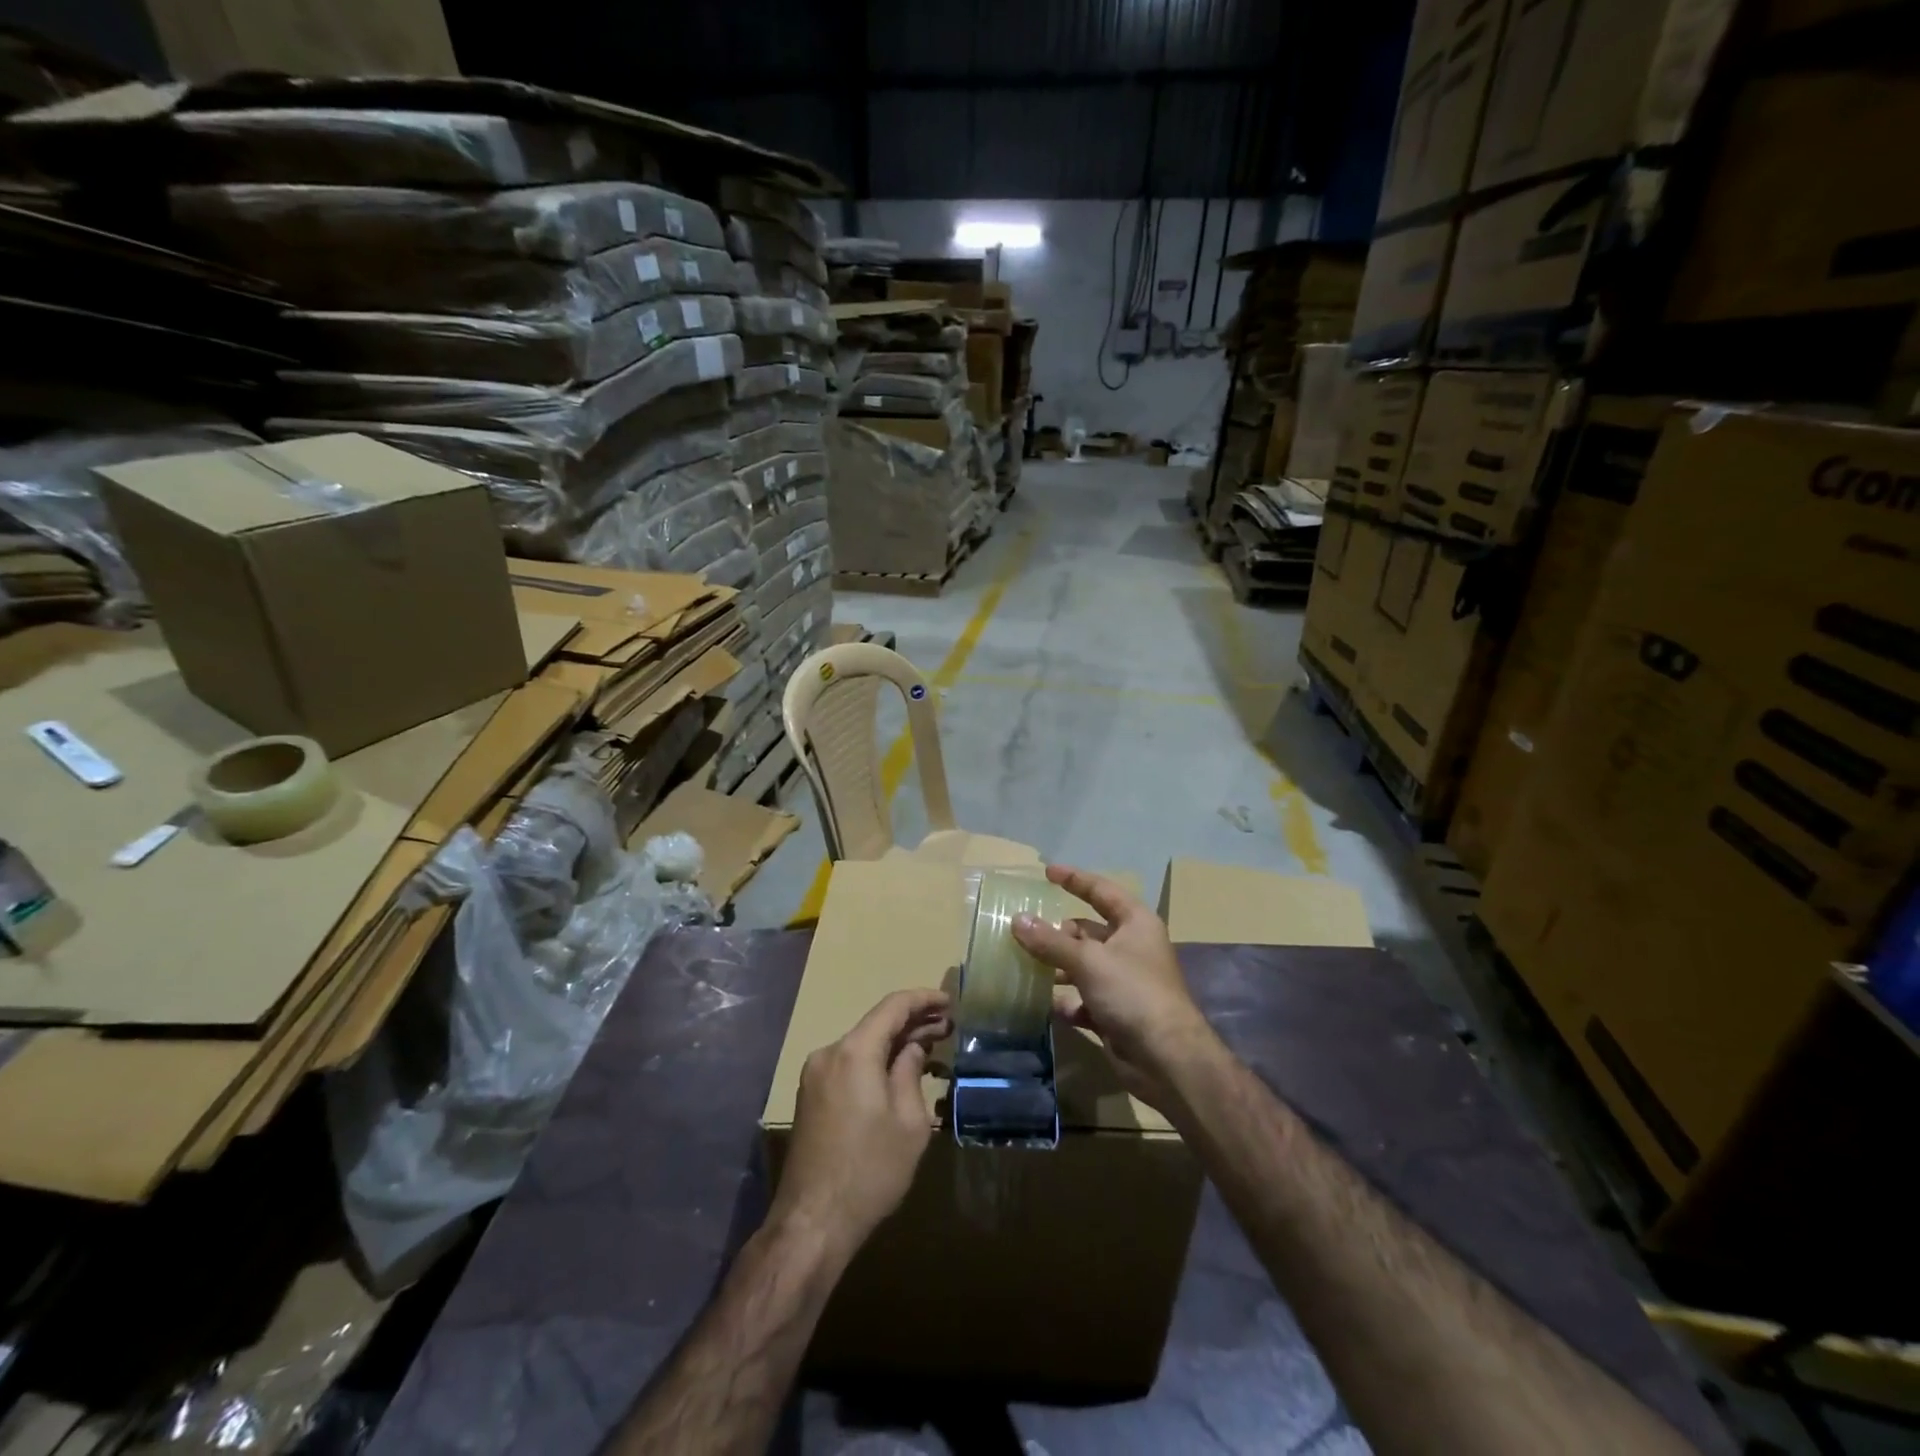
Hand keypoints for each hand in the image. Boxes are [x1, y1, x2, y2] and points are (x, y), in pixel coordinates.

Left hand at [770, 988, 950, 1260]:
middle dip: (913, 1022)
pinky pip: (850, 1063)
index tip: (950, 1002)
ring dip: (894, 1042)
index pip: (893, 1007)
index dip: (924, 1000)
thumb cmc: (870, 1171)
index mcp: (854, 1051)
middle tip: (948, 1028)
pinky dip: (876, 1060)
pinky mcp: (811, 1096)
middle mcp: (829, 1053)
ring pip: (862, 1044)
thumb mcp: (908, 1122)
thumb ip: (910, 1073)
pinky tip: (898, 1071)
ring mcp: (815, 1074)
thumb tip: (913, 1048)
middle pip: (876, 1024)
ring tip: (929, 1047)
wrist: (812, 1223)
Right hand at [1011, 865, 1216, 1111]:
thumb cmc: (1133, 993)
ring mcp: (1123, 981)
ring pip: (1082, 965)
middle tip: (1023, 930)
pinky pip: (1083, 998)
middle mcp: (1131, 947)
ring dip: (1057, 966)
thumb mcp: (1088, 961)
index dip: (1075, 879)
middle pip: (1088, 930)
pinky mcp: (1115, 1012)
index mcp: (1135, 923)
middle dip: (1057, 931)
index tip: (1047, 872)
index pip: (1101, 891)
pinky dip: (1065, 1000)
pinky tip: (1043, 1004)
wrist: (1167, 1059)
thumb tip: (1017, 920)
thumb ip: (1050, 941)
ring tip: (1023, 965)